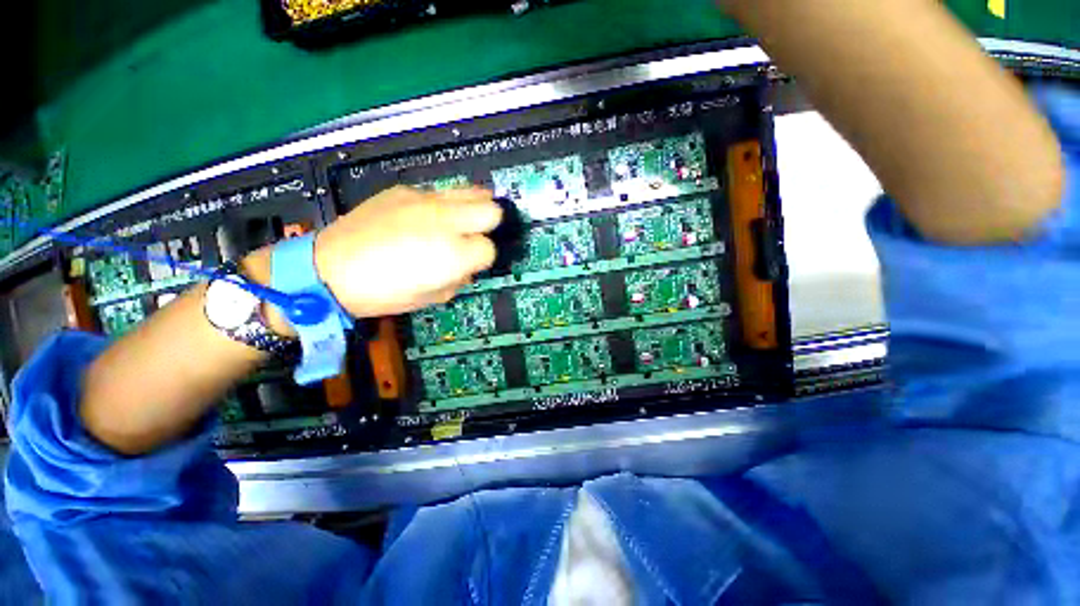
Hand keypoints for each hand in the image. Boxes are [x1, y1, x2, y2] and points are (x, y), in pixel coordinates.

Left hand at [313, 186, 502, 317]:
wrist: (329, 268)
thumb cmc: (385, 292)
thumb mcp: (434, 297)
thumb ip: (460, 278)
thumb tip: (467, 264)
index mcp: (454, 253)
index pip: (490, 248)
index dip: (483, 258)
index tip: (471, 262)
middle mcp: (446, 220)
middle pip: (491, 210)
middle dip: (488, 225)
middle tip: (474, 235)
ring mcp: (425, 200)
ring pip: (471, 190)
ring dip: (473, 206)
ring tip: (462, 219)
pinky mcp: (404, 190)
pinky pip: (437, 193)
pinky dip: (440, 206)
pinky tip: (422, 218)